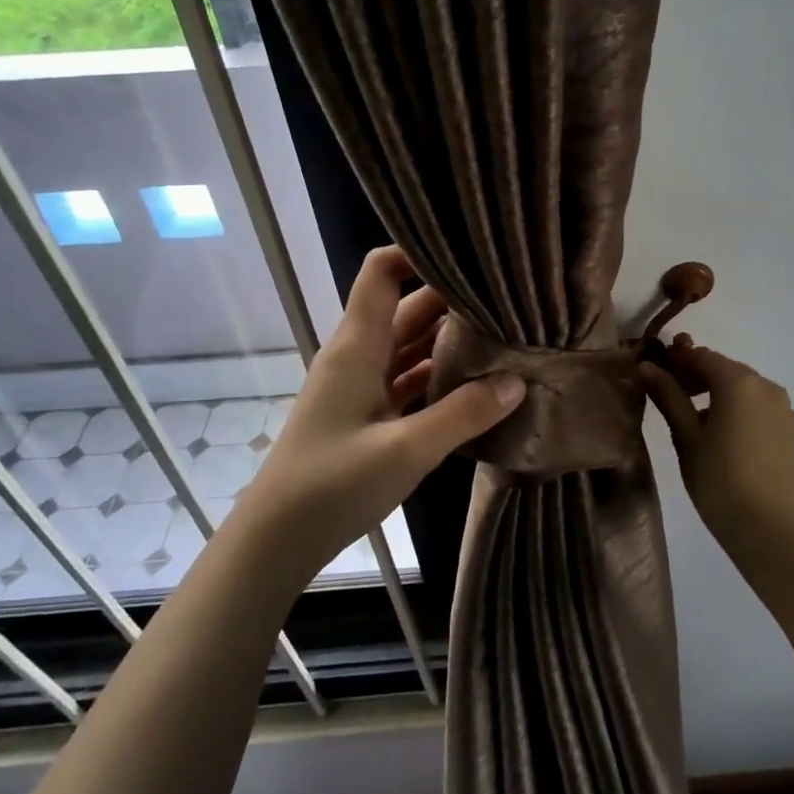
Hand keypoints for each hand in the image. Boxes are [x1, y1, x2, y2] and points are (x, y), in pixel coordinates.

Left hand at [238, 247, 524, 576]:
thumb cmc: (332, 486)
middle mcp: (358, 356)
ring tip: (503, 332)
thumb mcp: (406, 450)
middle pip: (406, 308)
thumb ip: (464, 413)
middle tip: (508, 296)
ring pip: (408, 345)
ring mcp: (360, 386)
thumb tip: (518, 380)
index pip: (382, 271)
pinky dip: (437, 375)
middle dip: (452, 298)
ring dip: (448, 338)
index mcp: (358, 346)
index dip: (419, 252)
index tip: (469, 252)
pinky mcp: (366, 415)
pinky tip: (476, 383)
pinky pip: (407, 379)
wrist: (276, 540)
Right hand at [642, 337, 793, 553]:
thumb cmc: (717, 479)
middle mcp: (768, 387)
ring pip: (748, 392)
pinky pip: (764, 412)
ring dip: (723, 397)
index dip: (678, 362)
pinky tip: (731, 443)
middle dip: (700, 379)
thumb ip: (668, 396)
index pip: (703, 357)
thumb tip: (647, 367)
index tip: (658, 376)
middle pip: (727, 371)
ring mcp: (787, 410)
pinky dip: (745, 415)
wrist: (767, 529)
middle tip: (675, 401)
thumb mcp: (685, 436)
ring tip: (702, 427)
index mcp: (739, 382)